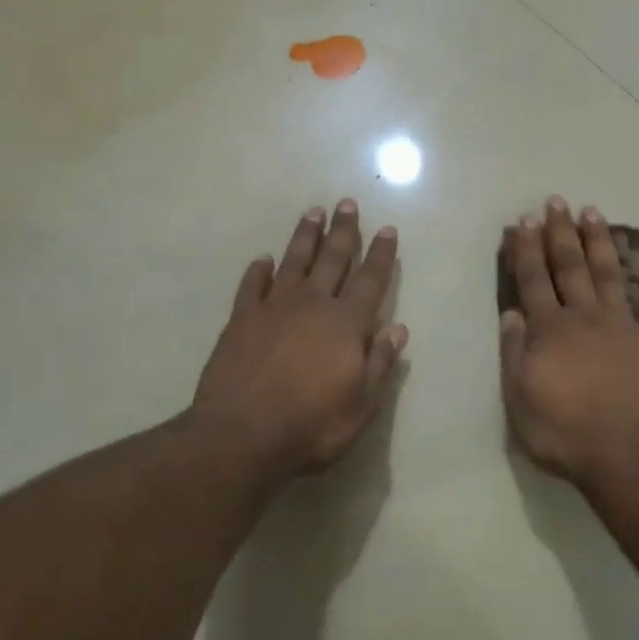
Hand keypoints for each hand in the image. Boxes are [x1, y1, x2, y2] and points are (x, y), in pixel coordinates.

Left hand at [194, 201, 406, 478]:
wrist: (241, 436)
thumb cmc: (312, 425)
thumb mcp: (361, 405)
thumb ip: (380, 363)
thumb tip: (398, 328)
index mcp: (346, 324)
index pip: (370, 280)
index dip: (380, 254)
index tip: (386, 229)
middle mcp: (312, 305)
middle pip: (332, 259)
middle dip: (343, 231)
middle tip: (347, 203)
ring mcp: (273, 309)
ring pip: (293, 262)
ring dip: (305, 237)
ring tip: (313, 212)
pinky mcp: (240, 320)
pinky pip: (252, 286)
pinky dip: (258, 271)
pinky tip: (262, 260)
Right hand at [499, 197, 638, 491]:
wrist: (627, 457)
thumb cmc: (564, 433)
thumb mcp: (519, 400)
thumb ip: (514, 353)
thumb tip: (511, 314)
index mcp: (550, 331)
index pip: (533, 280)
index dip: (525, 250)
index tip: (523, 222)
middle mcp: (586, 318)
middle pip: (570, 267)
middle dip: (560, 233)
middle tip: (556, 202)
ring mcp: (623, 328)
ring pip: (610, 275)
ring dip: (600, 244)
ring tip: (594, 215)